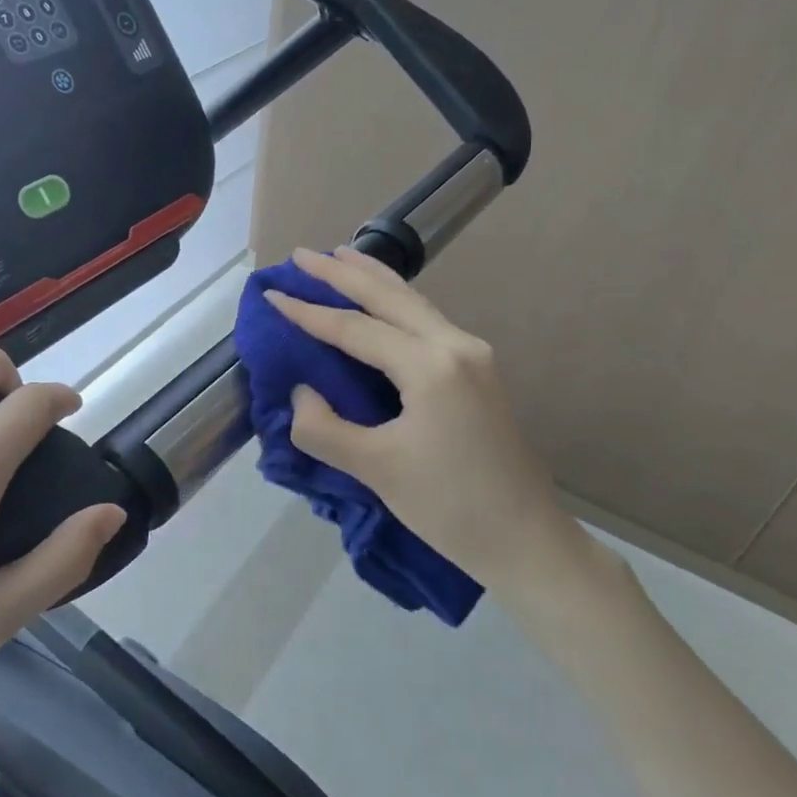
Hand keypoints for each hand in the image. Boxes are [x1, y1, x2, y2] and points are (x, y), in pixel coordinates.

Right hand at [264, 246, 585, 587]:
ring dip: (373, 279)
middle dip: (343, 273)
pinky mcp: (478, 372)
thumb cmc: (449, 506)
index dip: (309, 312)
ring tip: (340, 257)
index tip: (271, 295)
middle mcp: (455, 346)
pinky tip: (382, 302)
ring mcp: (473, 356)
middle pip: (389, 297)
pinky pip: (426, 321)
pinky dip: (396, 303)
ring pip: (413, 303)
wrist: (526, 541)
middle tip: (302, 254)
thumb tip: (302, 392)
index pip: (356, 329)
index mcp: (431, 366)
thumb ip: (323, 427)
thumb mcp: (374, 470)